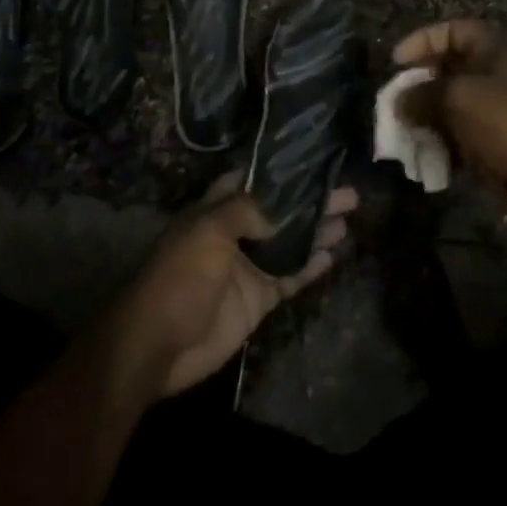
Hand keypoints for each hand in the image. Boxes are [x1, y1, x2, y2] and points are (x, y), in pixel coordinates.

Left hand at [113, 173, 355, 396]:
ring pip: (289, 244)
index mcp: (215, 210)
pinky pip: (289, 278)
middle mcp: (234, 234)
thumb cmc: (179, 276)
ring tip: (348, 220)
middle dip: (310, 202)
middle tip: (348, 193)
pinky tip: (333, 256)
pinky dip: (310, 268)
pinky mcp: (257, 299)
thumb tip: (285, 206)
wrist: (158, 344)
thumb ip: (248, 211)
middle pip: (279, 212)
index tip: (314, 161)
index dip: (280, 172)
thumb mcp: (209, 230)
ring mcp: (247, 268)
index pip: (252, 181)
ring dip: (316, 232)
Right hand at [392, 19, 506, 191]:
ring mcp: (504, 106)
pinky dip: (446, 141)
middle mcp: (501, 71)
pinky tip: (429, 156)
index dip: (421, 41)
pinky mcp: (504, 138)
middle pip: (451, 69)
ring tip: (408, 135)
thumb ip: (421, 95)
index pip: (452, 30)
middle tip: (398, 103)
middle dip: (420, 86)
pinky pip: (466, 133)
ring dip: (429, 118)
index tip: (395, 63)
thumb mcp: (458, 100)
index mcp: (496, 48)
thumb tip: (398, 101)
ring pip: (455, 104)